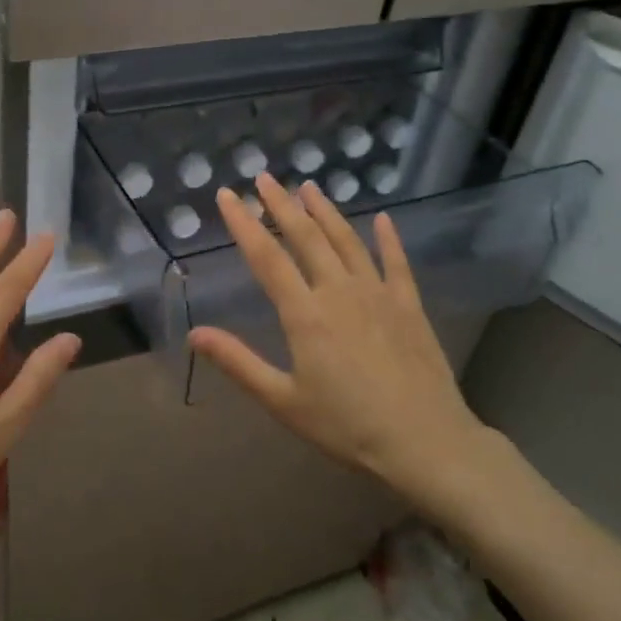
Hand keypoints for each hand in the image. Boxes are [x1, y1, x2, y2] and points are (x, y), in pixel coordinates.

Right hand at [189, 173, 513, 529]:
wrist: (426, 443)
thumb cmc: (347, 427)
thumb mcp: (283, 401)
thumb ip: (238, 363)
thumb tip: (194, 334)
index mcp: (305, 314)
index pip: (266, 258)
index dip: (244, 223)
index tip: (228, 195)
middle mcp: (339, 292)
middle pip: (306, 238)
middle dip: (282, 205)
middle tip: (265, 177)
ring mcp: (378, 294)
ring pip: (347, 241)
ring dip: (326, 212)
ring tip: (309, 186)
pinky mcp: (409, 306)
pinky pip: (397, 263)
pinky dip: (388, 239)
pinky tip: (383, 219)